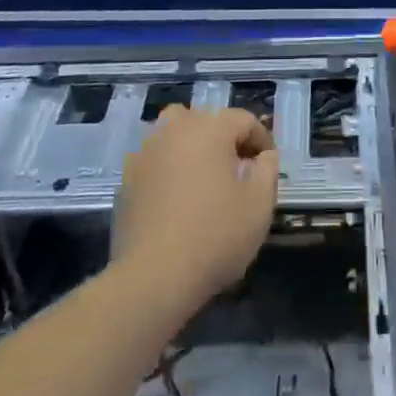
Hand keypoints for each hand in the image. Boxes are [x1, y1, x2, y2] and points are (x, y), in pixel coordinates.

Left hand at [112, 107, 278, 313]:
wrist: (154, 276)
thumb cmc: (215, 236)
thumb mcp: (259, 205)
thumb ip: (268, 170)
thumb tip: (265, 155)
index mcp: (209, 129)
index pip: (243, 120)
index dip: (261, 139)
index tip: (268, 164)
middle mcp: (174, 130)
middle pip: (205, 120)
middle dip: (225, 138)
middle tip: (239, 168)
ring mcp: (145, 153)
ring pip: (174, 134)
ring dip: (192, 146)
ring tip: (205, 177)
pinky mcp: (127, 178)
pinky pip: (155, 160)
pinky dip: (169, 168)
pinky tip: (178, 197)